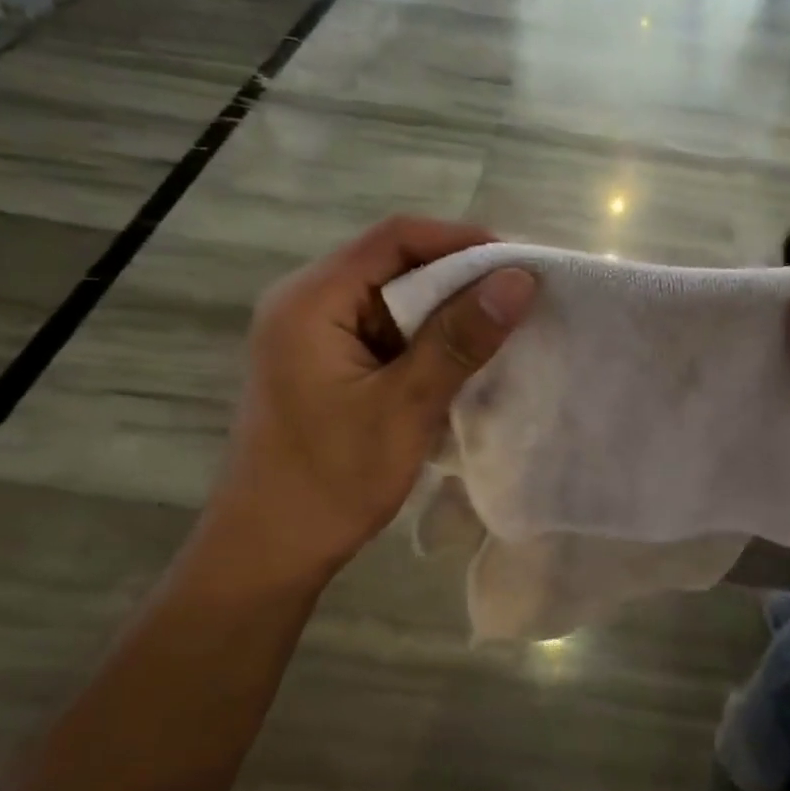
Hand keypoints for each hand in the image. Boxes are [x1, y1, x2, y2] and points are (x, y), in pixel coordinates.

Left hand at [203, 217, 536, 584]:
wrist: (269, 551)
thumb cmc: (331, 480)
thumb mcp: (404, 406)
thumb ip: (459, 339)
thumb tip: (519, 279)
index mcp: (311, 300)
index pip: (394, 239)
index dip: (461, 242)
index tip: (520, 265)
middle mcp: (305, 304)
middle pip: (393, 265)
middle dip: (458, 278)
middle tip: (520, 300)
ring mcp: (313, 337)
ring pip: (392, 301)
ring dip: (445, 313)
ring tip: (503, 328)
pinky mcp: (325, 366)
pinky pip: (384, 334)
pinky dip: (425, 342)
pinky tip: (463, 361)